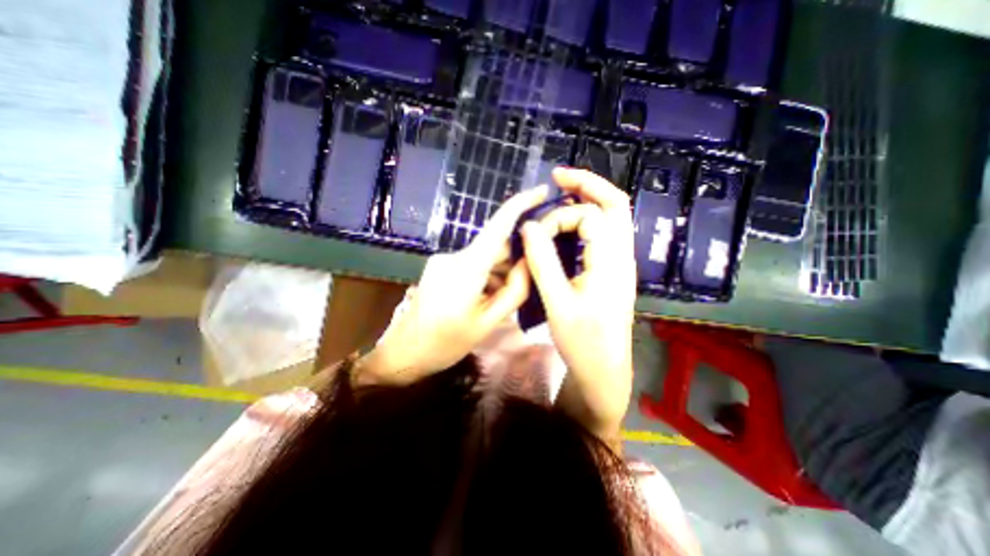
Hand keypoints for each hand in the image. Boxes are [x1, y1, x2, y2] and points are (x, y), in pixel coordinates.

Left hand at [359, 184, 553, 383]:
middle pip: (494, 247)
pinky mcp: (439, 267)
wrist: (405, 353)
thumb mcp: (489, 322)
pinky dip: (485, 276)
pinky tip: (484, 298)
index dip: (521, 204)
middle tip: (522, 286)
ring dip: (498, 273)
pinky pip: (472, 264)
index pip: (498, 226)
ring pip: (484, 257)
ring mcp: (444, 260)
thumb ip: (515, 290)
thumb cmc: (447, 343)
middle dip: (513, 261)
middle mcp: (453, 256)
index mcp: (467, 268)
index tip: (542, 191)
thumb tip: (531, 262)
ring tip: (498, 301)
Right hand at [520, 170, 632, 446]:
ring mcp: (620, 263)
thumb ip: (543, 261)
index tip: (533, 236)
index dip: (558, 219)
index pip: (589, 217)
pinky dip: (587, 219)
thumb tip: (528, 227)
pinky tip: (568, 224)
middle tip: (558, 176)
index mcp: (611, 262)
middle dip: (587, 184)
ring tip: (563, 191)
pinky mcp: (612, 271)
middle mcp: (622, 256)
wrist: (604, 370)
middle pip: (615, 204)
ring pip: (613, 217)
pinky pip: (604, 234)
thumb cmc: (582, 342)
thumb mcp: (557, 302)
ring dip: (589, 199)